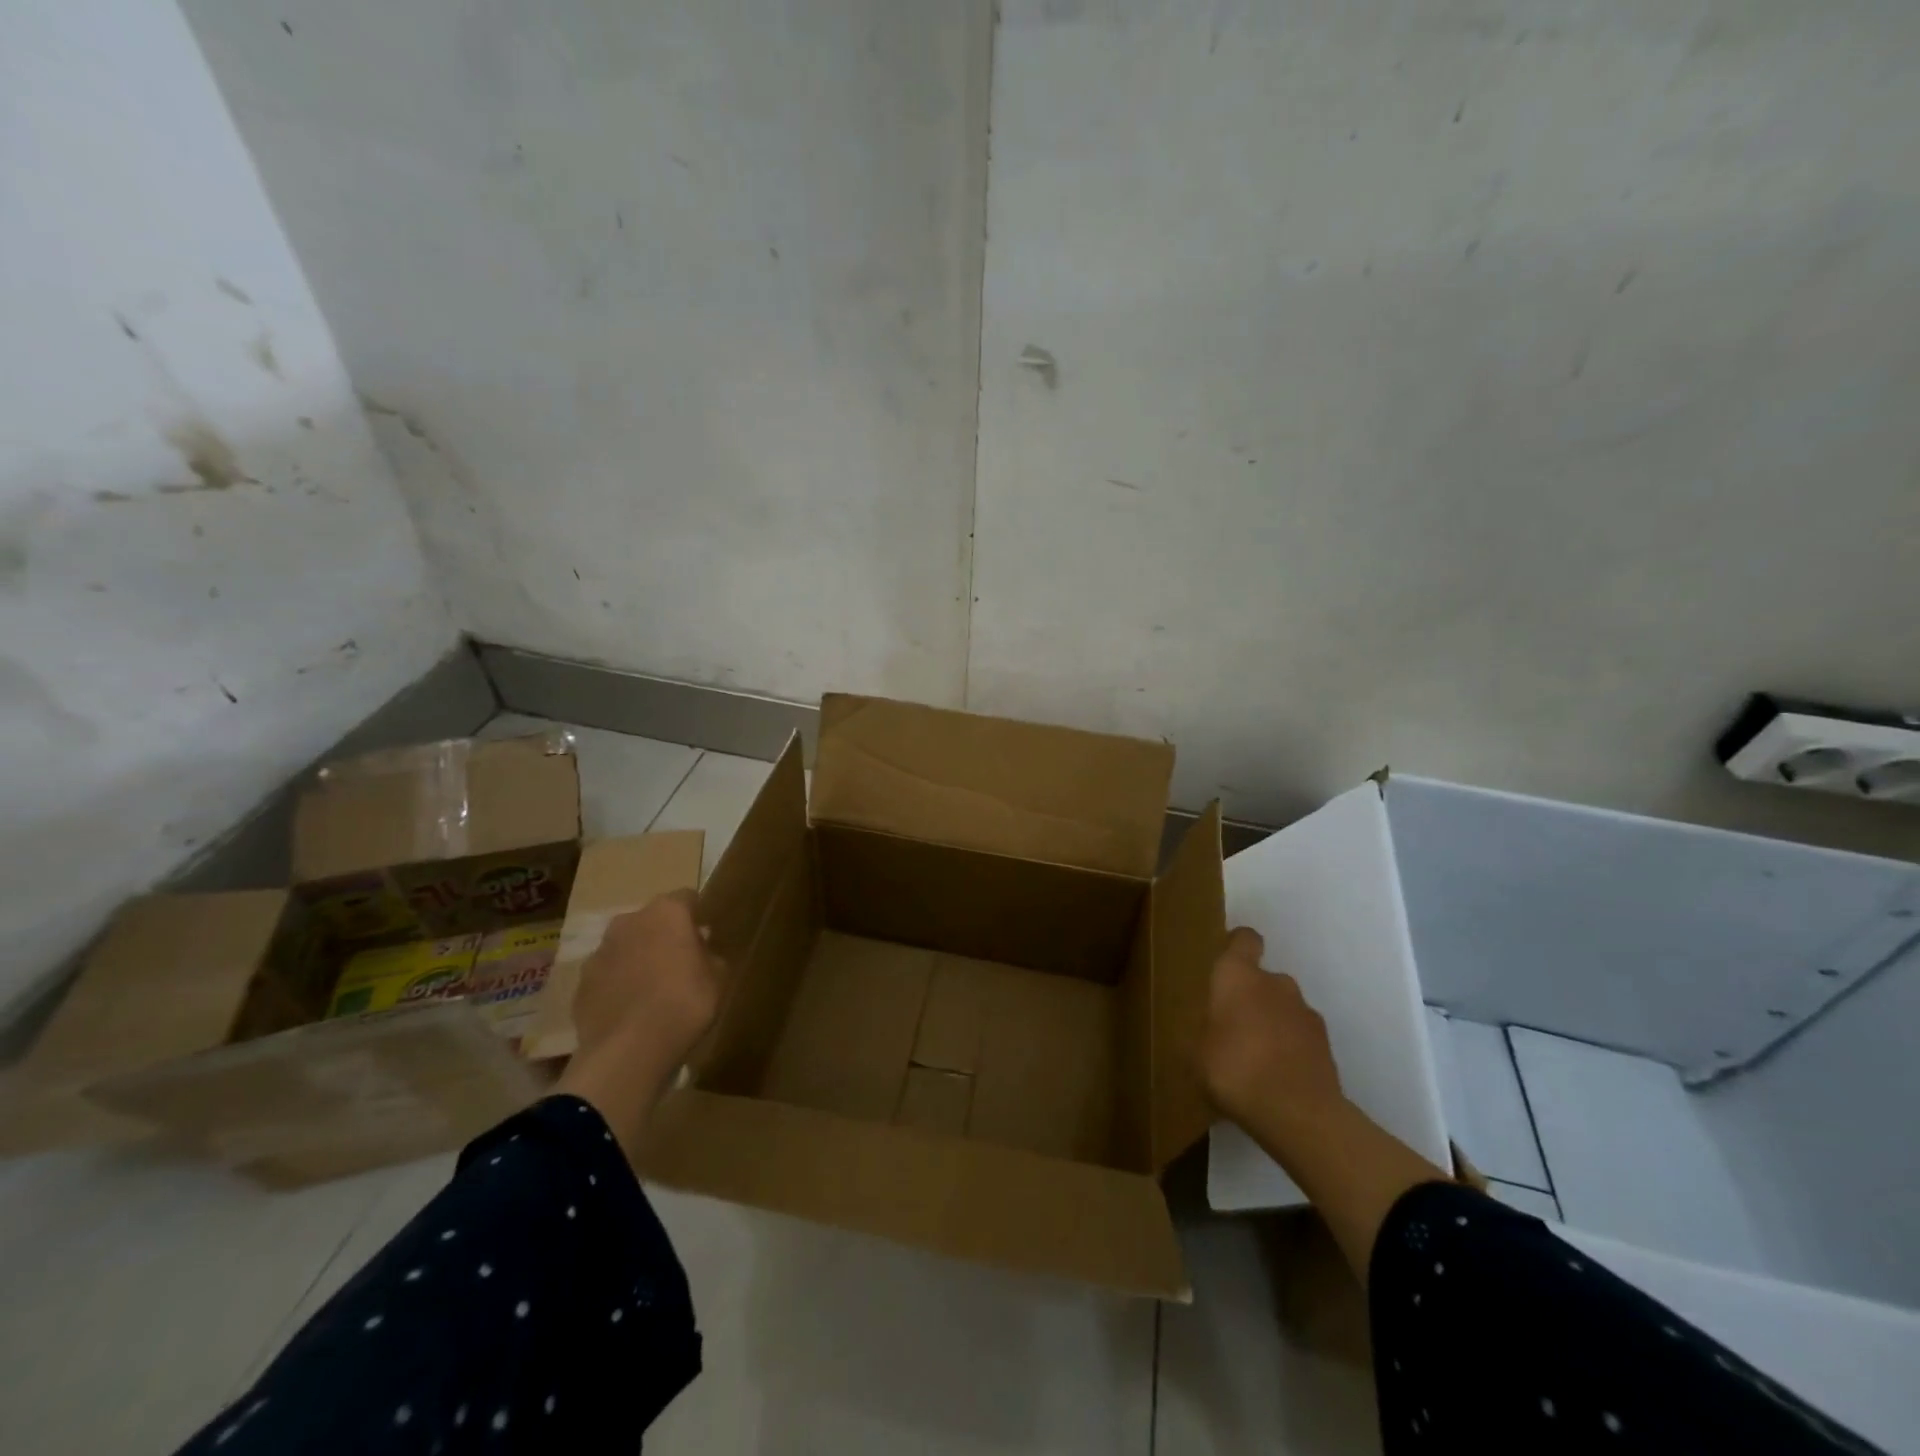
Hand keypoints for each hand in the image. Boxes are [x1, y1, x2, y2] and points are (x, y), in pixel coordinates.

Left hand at [558, 890, 727, 1151]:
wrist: (628, 1051)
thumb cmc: (685, 1004)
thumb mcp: (719, 978)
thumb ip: (711, 956)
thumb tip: (701, 949)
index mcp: (667, 912)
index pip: (687, 898)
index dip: (697, 915)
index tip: (705, 937)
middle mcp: (629, 921)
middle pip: (652, 920)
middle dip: (664, 936)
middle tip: (680, 964)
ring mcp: (600, 951)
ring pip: (626, 946)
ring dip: (638, 959)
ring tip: (653, 990)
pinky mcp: (581, 982)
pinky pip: (608, 975)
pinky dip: (618, 985)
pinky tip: (631, 1010)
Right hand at [1196, 927, 1343, 1126]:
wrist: (1298, 1113)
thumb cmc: (1233, 1069)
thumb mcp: (1195, 1053)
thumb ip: (1204, 1031)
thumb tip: (1209, 1030)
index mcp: (1237, 976)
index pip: (1244, 940)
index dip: (1237, 946)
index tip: (1227, 963)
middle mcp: (1275, 983)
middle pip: (1263, 979)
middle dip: (1251, 998)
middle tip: (1233, 1028)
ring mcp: (1305, 1012)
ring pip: (1284, 1008)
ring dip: (1272, 1024)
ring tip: (1256, 1059)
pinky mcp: (1326, 1044)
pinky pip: (1301, 1037)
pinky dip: (1291, 1049)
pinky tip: (1278, 1078)